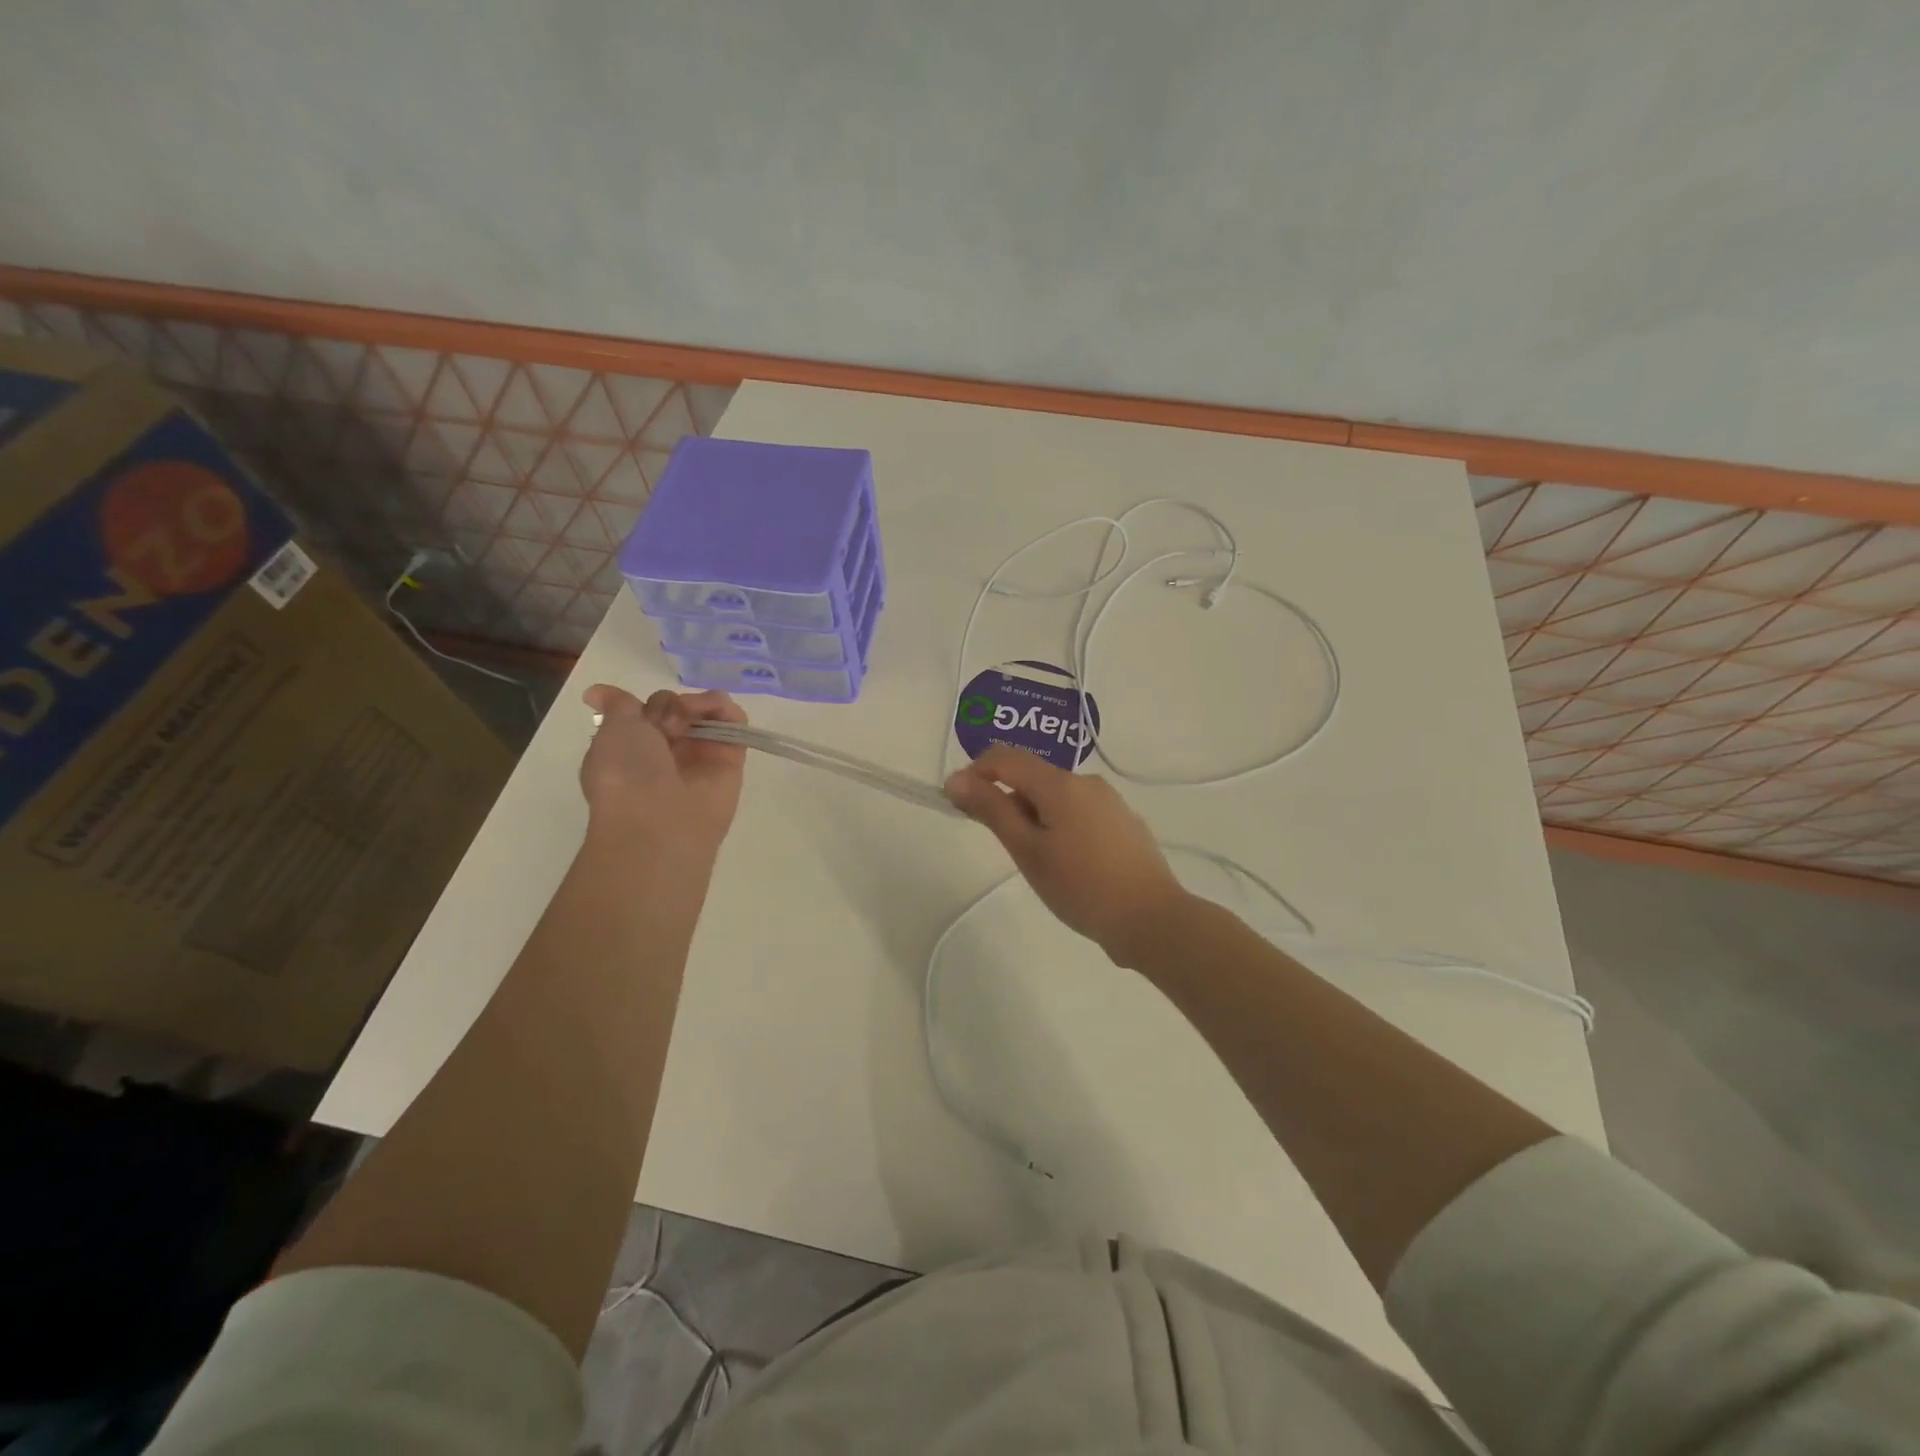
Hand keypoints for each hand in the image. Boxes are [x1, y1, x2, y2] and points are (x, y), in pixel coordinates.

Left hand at [580, 685, 747, 855]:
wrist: (660, 818)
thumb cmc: (626, 773)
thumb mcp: (612, 730)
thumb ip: (618, 705)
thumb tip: (595, 693)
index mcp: (633, 750)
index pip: (646, 711)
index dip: (645, 705)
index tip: (639, 712)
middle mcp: (667, 753)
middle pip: (676, 708)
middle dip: (670, 705)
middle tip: (667, 725)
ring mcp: (700, 756)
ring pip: (705, 712)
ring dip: (698, 704)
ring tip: (690, 720)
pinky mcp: (731, 760)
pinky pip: (735, 723)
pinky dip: (728, 709)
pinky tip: (718, 709)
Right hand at [944, 745, 1189, 961]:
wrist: (1150, 919)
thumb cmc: (1080, 886)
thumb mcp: (1027, 850)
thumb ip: (992, 810)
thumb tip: (956, 779)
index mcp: (1060, 783)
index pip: (1006, 757)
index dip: (975, 773)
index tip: (960, 804)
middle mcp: (1087, 782)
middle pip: (1033, 776)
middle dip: (1007, 800)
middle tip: (1003, 845)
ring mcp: (1110, 801)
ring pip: (1057, 796)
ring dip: (1034, 815)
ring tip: (1038, 861)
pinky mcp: (1123, 822)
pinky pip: (1079, 811)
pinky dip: (1059, 825)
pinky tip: (1069, 864)